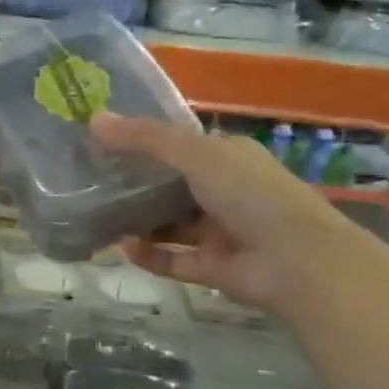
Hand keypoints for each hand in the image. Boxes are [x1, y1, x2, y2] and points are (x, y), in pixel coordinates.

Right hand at [90, 114, 373, 310]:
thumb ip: (146, 139)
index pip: (181, 145)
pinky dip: (150, 256)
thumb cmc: (250, 194)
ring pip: (171, 225)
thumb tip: (95, 120)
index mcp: (227, 157)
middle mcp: (225, 192)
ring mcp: (220, 232)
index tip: (103, 143)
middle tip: (91, 183)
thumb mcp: (196, 155)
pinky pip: (174, 260)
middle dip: (136, 185)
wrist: (297, 261)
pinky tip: (124, 249)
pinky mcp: (214, 268)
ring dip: (139, 223)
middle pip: (172, 186)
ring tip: (100, 218)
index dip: (144, 142)